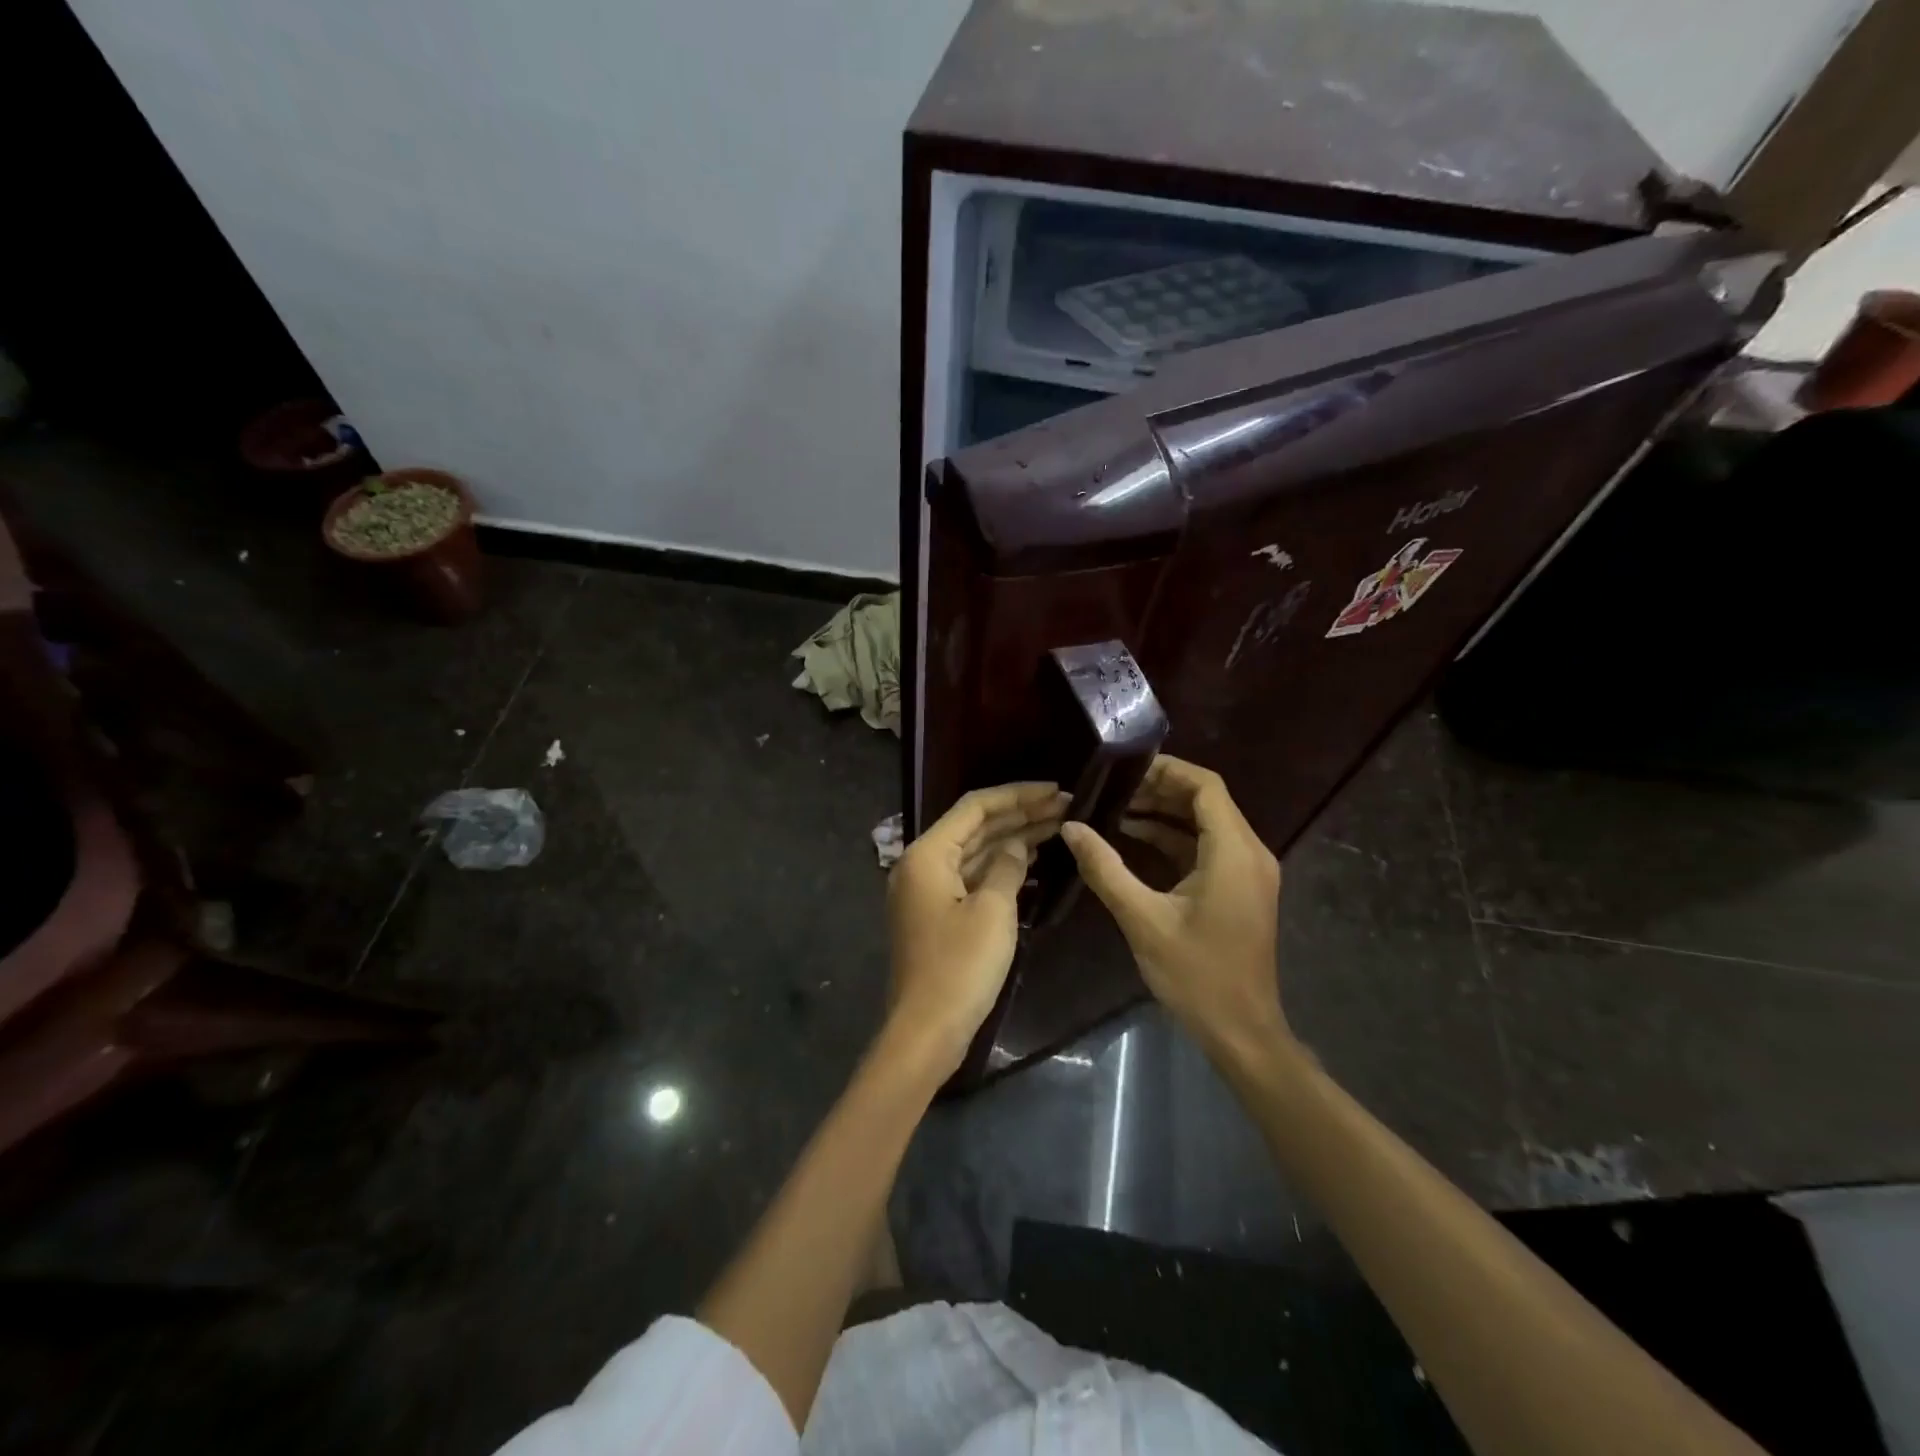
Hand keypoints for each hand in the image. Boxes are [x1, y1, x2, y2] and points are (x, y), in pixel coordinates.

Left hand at [885, 782, 1068, 1078]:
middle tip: (1065, 807)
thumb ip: (1008, 866)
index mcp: (928, 854)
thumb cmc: (960, 966)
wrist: (927, 1030)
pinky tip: (1032, 863)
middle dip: (1019, 816)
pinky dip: (1000, 869)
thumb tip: (1017, 846)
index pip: (974, 807)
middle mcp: (922, 865)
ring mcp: (928, 891)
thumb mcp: (993, 910)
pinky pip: (972, 878)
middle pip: (975, 827)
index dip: (1017, 795)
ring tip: (1057, 828)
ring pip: (975, 853)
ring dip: (1012, 840)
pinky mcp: (938, 915)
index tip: (1055, 790)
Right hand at [1060, 756, 1286, 1056]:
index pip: (1205, 786)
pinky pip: (1207, 848)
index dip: (1167, 770)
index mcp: (1233, 852)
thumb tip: (1071, 828)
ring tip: (1115, 810)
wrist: (1242, 1031)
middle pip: (1206, 800)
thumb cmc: (1197, 975)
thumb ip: (1105, 868)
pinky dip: (1174, 839)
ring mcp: (1248, 872)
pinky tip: (1134, 841)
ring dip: (1164, 814)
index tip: (1124, 768)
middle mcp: (1249, 853)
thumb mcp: (1143, 919)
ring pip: (1206, 824)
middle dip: (1159, 790)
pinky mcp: (1240, 889)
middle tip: (1111, 790)